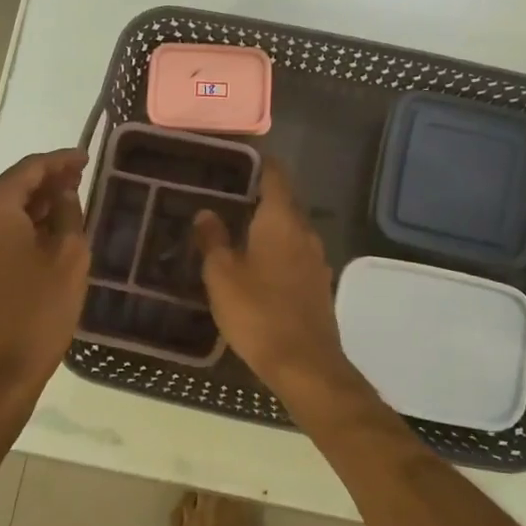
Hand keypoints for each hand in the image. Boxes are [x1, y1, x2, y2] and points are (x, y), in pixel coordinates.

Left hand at [0, 149, 88, 411]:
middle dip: (48, 181)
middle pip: (13, 185)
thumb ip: (68, 212)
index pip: (30, 168)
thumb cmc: (38, 311)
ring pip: (4, 208)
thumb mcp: (68, 256)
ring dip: (35, 203)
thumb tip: (63, 193)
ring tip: (70, 201)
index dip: (62, 160)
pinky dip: (21, 224)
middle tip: (82, 178)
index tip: (87, 156)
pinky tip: (48, 229)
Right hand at [193, 160, 351, 400]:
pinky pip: (295, 253)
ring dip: (267, 225)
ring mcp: (316, 258)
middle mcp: (304, 231)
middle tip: (225, 196)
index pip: (275, 176)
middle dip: (258, 196)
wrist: (304, 364)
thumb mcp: (222, 275)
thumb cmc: (258, 312)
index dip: (258, 164)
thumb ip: (213, 239)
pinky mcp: (318, 283)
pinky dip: (277, 250)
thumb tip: (206, 212)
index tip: (236, 161)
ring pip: (290, 229)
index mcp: (281, 220)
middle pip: (284, 201)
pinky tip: (257, 265)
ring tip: (237, 230)